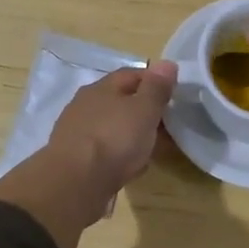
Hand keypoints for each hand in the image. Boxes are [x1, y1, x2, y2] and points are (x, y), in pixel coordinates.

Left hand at [46, 61, 178, 204]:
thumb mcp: (144, 109)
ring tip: (151, 148)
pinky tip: (131, 167)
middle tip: (166, 125)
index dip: (154, 82)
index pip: (131, 75)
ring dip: (131, 134)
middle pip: (120, 101)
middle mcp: (85, 105)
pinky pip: (104, 151)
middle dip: (143, 111)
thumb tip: (167, 63)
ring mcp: (77, 133)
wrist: (75, 184)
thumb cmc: (114, 139)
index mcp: (101, 88)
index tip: (173, 95)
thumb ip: (156, 87)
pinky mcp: (75, 160)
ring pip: (112, 127)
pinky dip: (119, 155)